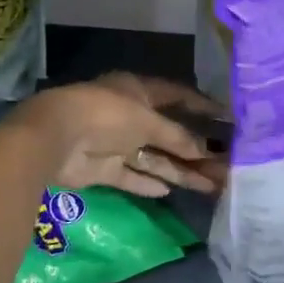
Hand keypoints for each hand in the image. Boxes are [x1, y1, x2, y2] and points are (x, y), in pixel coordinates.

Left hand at [11, 73, 227, 197]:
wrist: (56, 137)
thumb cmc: (107, 114)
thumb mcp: (148, 121)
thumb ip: (177, 137)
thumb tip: (205, 150)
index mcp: (139, 91)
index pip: (177, 95)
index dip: (200, 106)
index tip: (227, 117)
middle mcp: (129, 115)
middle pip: (168, 134)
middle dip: (195, 150)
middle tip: (224, 165)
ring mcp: (116, 143)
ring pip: (154, 158)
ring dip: (180, 171)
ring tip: (211, 185)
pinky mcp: (103, 168)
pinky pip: (132, 176)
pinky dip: (148, 183)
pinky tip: (169, 191)